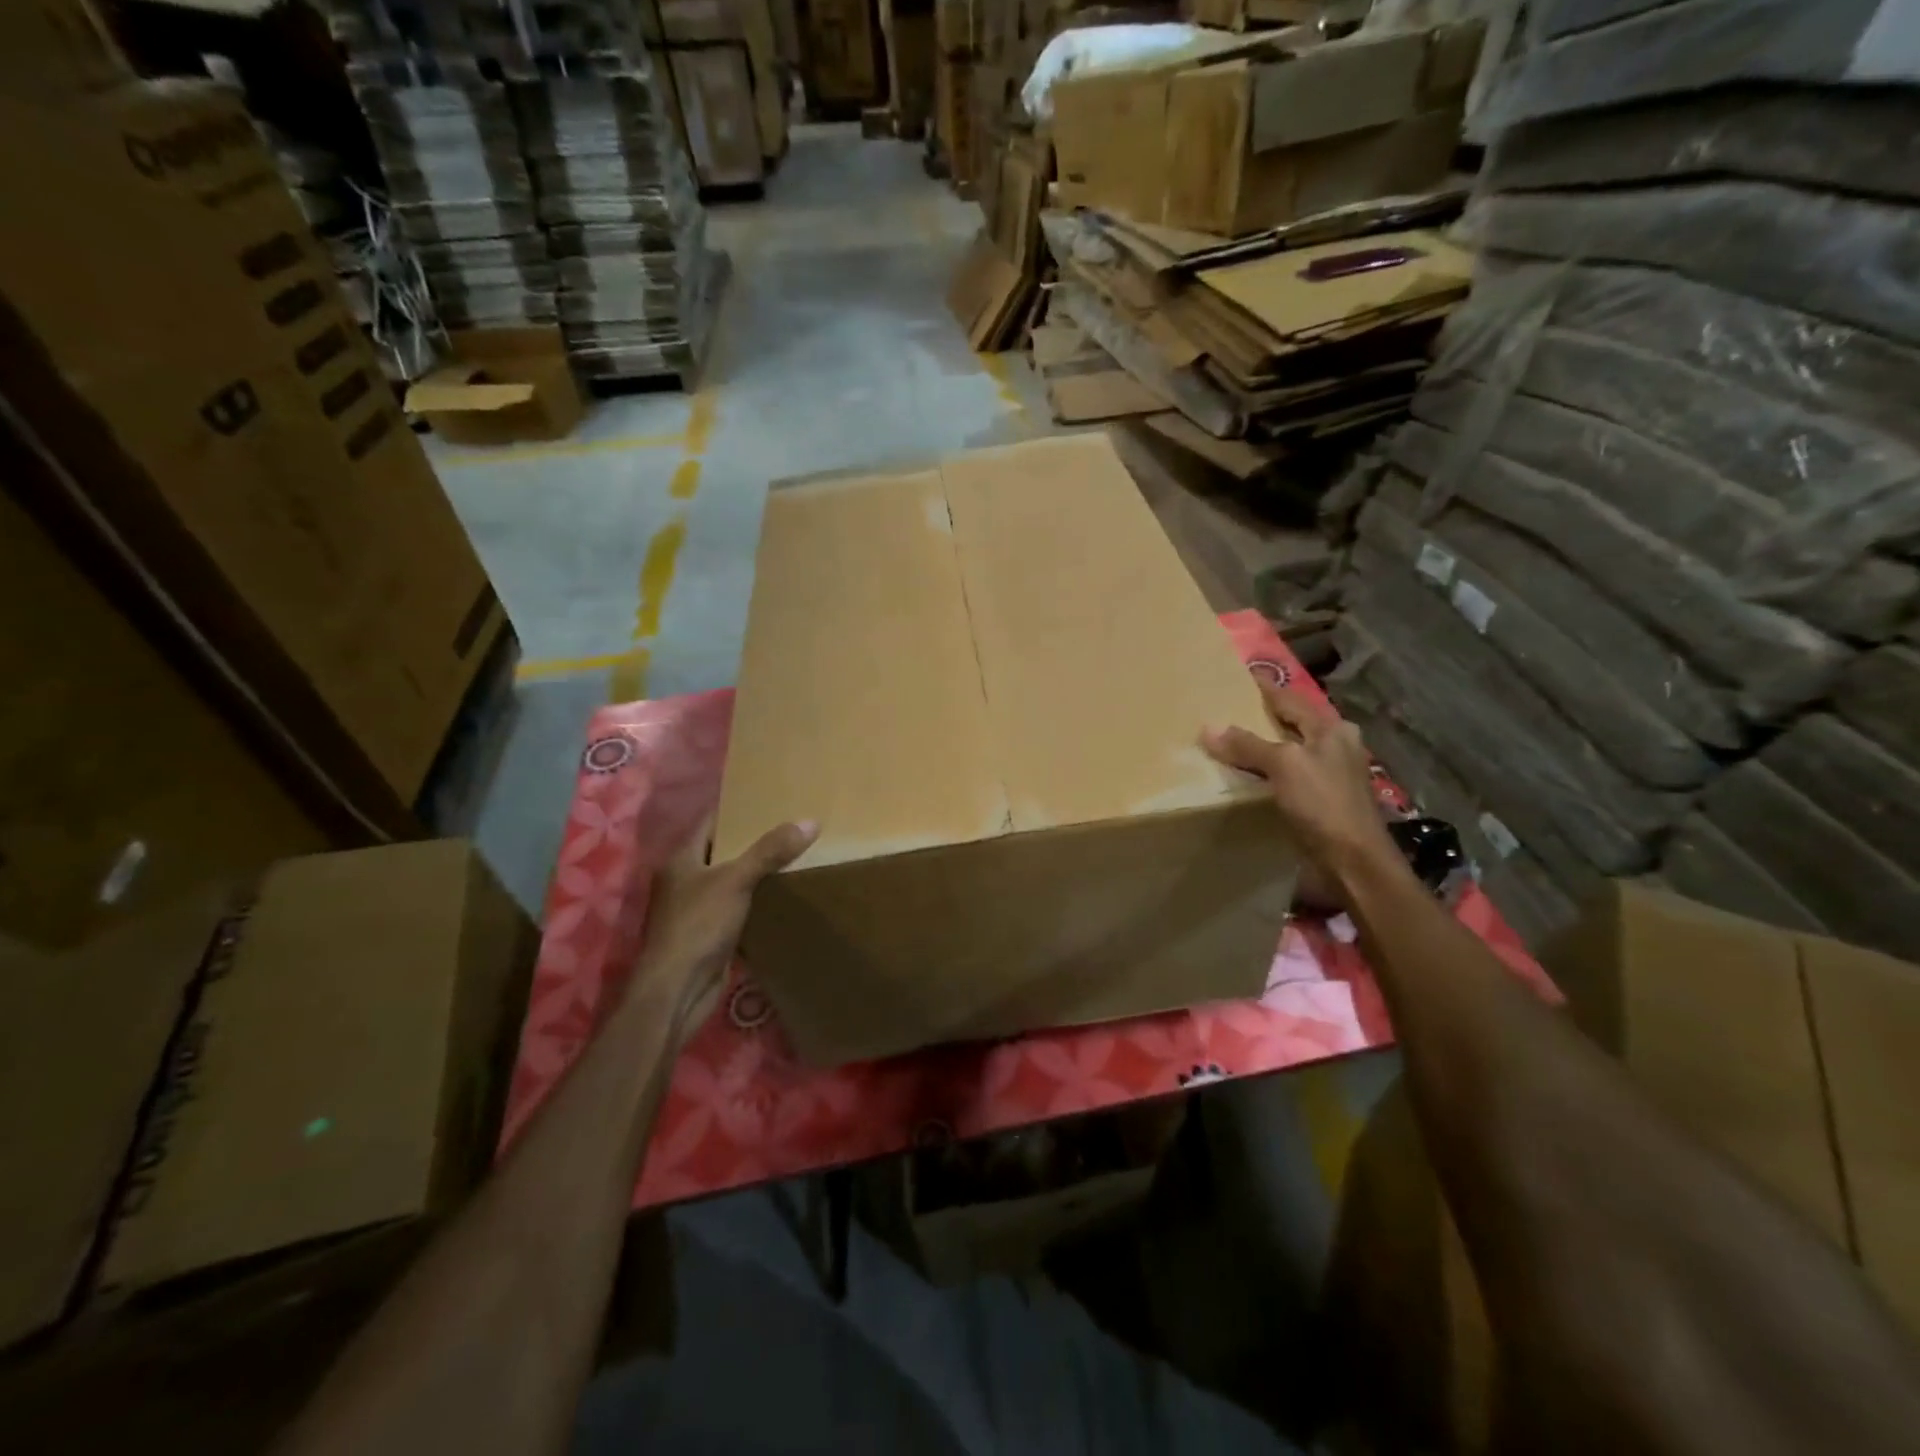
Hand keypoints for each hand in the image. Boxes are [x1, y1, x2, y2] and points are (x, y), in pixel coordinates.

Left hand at [628, 818, 818, 1040]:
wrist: (677, 989)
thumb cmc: (698, 925)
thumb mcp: (736, 880)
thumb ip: (770, 851)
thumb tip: (810, 821)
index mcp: (682, 858)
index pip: (711, 822)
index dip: (738, 809)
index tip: (771, 798)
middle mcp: (685, 879)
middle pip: (723, 850)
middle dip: (754, 840)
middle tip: (792, 825)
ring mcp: (696, 908)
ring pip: (732, 880)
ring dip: (757, 871)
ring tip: (795, 854)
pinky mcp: (710, 933)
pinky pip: (737, 907)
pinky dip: (757, 900)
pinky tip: (784, 893)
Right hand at [1201, 681, 1396, 886]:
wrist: (1352, 861)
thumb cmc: (1323, 803)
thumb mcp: (1283, 766)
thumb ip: (1247, 745)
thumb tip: (1208, 727)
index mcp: (1332, 729)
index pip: (1290, 699)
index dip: (1265, 688)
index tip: (1239, 676)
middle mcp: (1335, 747)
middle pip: (1291, 724)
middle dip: (1261, 718)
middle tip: (1226, 709)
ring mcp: (1330, 775)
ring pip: (1289, 751)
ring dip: (1262, 748)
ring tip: (1229, 742)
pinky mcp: (1321, 801)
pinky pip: (1287, 777)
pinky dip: (1266, 773)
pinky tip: (1247, 776)